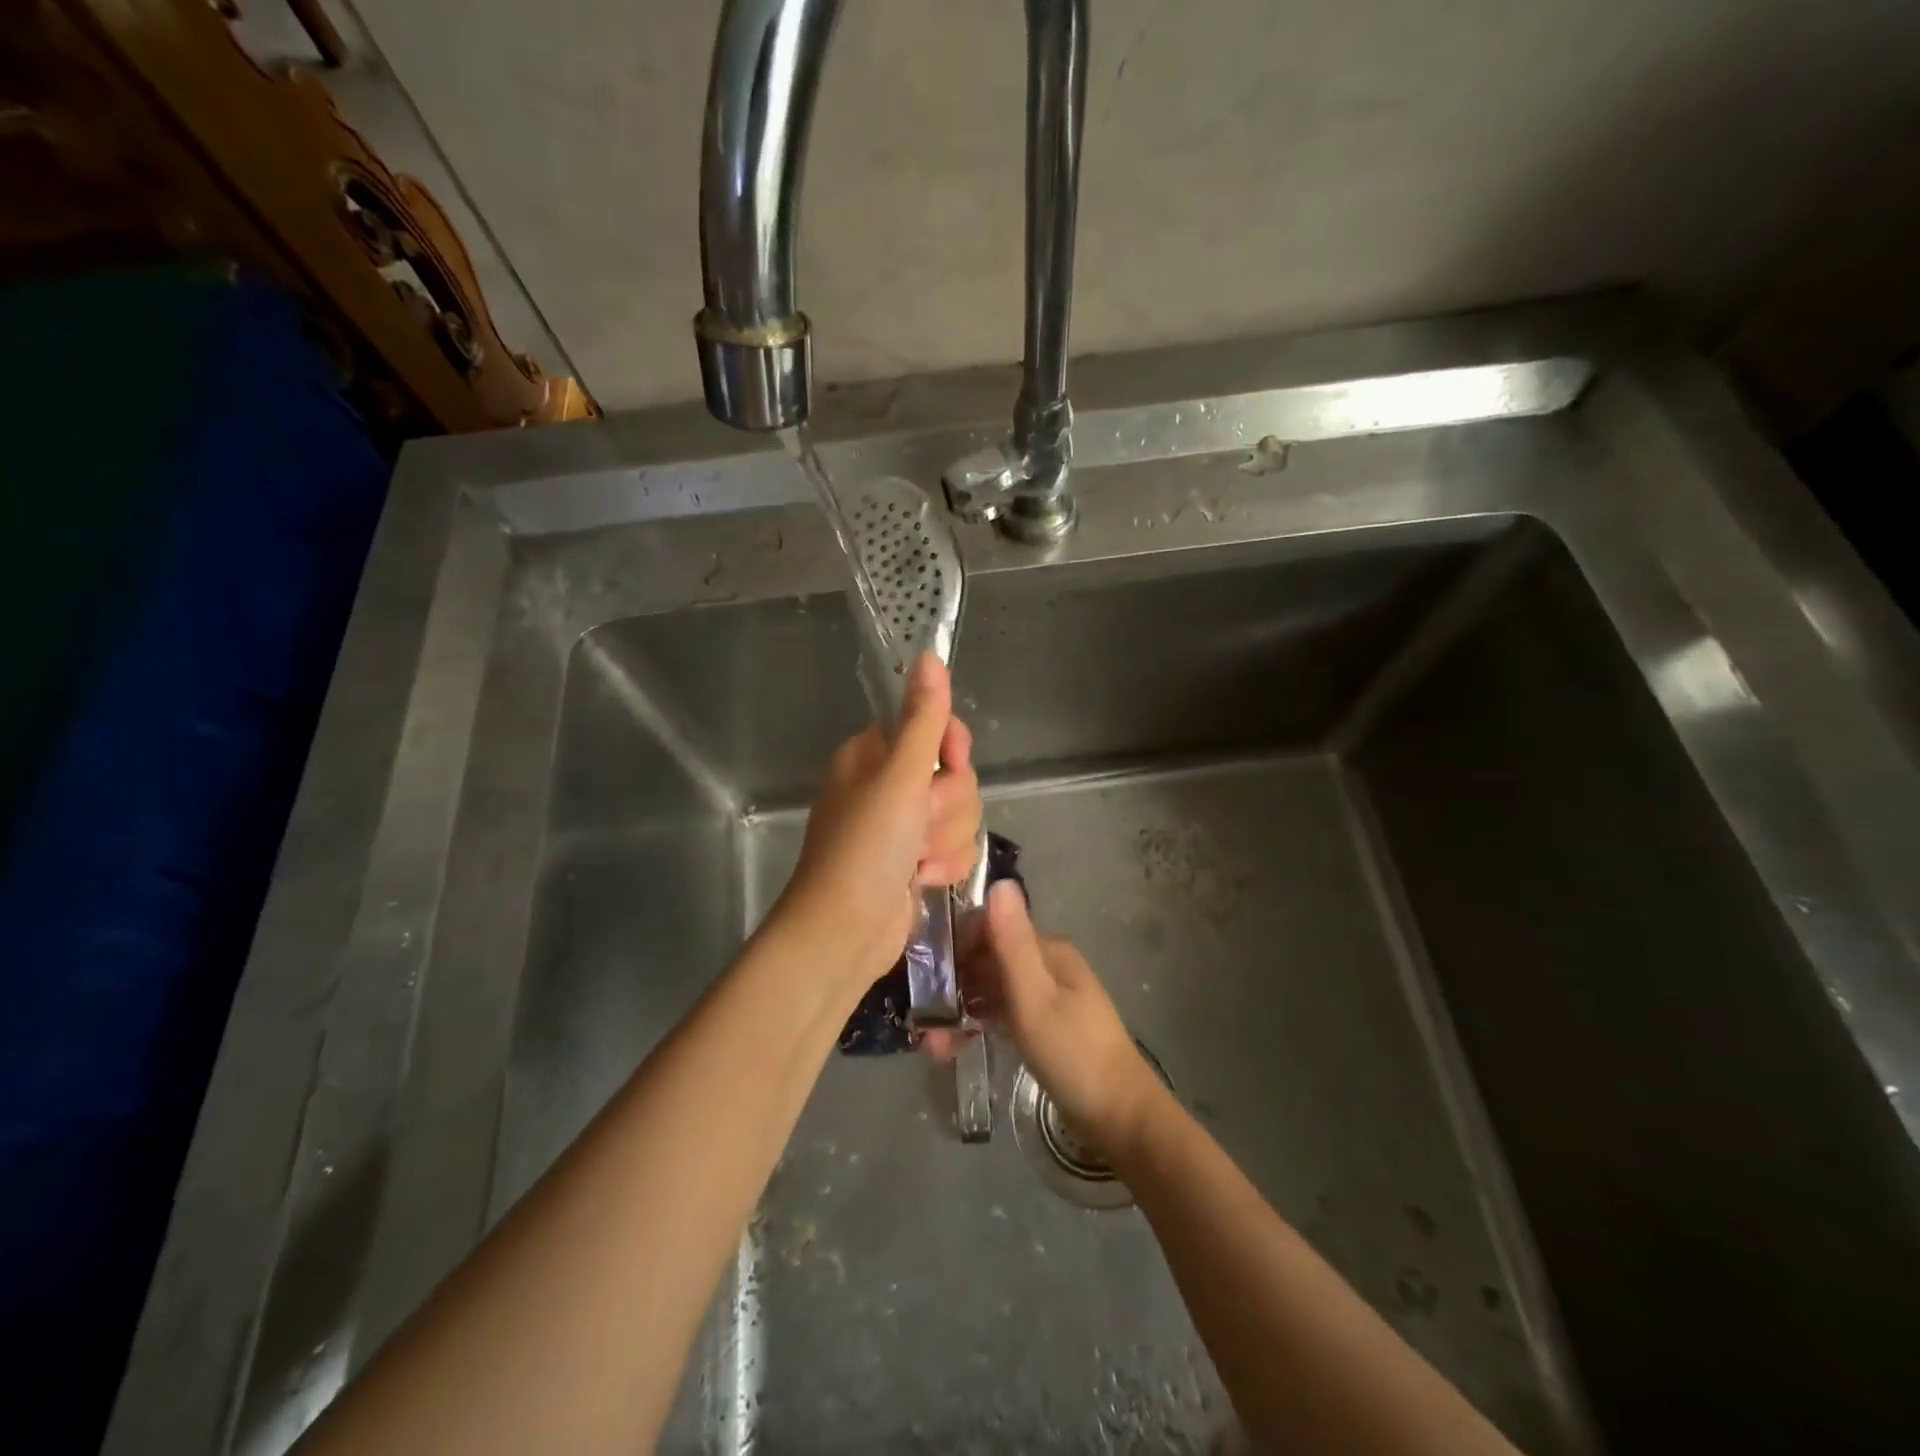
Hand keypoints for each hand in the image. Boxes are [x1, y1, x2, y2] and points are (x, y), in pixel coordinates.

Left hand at [773, 654, 980, 990]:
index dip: (951, 750)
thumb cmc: (865, 848)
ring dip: (946, 841)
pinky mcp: (915, 860)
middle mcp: (888, 784)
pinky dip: (944, 865)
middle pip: (955, 776)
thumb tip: (929, 654)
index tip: (948, 766)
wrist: (844, 932)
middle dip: (948, 806)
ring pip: (960, 814)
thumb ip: (923, 718)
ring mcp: (902, 825)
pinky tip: (921, 880)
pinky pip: (955, 846)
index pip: (935, 728)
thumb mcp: (898, 777)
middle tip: (918, 825)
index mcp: (874, 754)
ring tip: (917, 863)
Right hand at [946, 882, 1165, 1158]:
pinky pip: (1001, 1013)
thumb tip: (999, 881)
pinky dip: (978, 1025)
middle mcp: (1046, 964)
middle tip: (924, 1023)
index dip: (957, 945)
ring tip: (933, 1046)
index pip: (991, 927)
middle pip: (987, 959)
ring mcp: (1046, 995)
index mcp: (1048, 949)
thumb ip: (1012, 943)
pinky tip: (955, 1047)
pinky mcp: (1043, 1025)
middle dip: (953, 986)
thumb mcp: (1035, 998)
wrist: (1118, 1116)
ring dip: (961, 1011)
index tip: (926, 975)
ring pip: (991, 989)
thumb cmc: (1073, 1053)